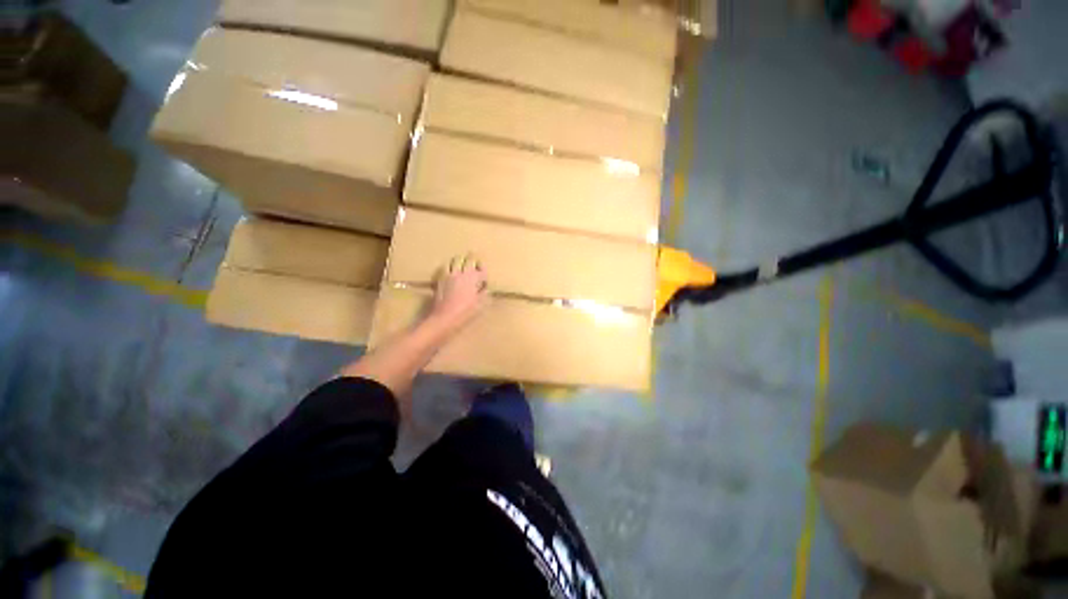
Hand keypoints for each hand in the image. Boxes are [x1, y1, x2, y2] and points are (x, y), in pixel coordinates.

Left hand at [431, 254, 488, 331]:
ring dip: (460, 261)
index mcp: (473, 279)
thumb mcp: (480, 304)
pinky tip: (451, 272)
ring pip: (455, 259)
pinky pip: (445, 266)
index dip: (484, 272)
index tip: (484, 279)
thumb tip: (485, 288)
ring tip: (462, 266)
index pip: (481, 269)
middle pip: (468, 258)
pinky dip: (449, 266)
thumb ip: (484, 293)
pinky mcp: (440, 279)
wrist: (444, 317)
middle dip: (473, 260)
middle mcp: (461, 273)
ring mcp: (449, 275)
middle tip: (475, 266)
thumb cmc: (465, 312)